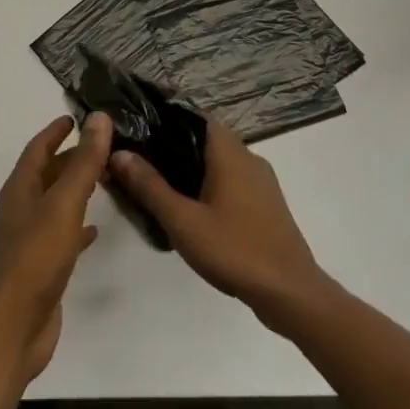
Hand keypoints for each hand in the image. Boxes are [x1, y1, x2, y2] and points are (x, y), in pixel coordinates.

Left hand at [0, 113, 110, 381]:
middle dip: (72, 158)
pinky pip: (61, 234)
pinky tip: (95, 230)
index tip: (76, 117)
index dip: (56, 131)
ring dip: (77, 188)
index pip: (38, 149)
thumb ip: (83, 163)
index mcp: (20, 190)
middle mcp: (21, 209)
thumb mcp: (63, 204)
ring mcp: (29, 239)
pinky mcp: (41, 265)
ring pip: (55, 203)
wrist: (13, 327)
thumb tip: (99, 119)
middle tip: (105, 146)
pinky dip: (78, 226)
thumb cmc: (36, 258)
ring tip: (106, 179)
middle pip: (47, 174)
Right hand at [107, 122, 326, 327]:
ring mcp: (261, 182)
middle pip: (206, 139)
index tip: (139, 129)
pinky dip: (209, 185)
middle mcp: (249, 158)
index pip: (195, 116)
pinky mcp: (266, 204)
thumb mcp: (182, 220)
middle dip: (173, 146)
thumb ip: (149, 186)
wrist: (290, 292)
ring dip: (192, 168)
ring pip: (219, 162)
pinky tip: (191, 209)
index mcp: (230, 152)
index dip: (166, 118)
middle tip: (140, 162)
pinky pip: (232, 181)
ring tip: (159, 185)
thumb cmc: (234, 249)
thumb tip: (119, 153)